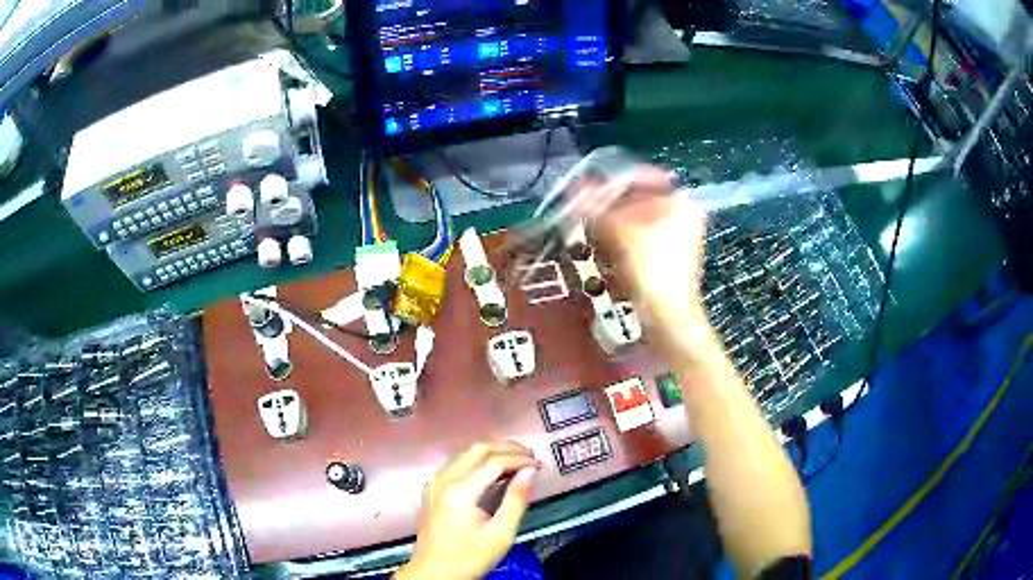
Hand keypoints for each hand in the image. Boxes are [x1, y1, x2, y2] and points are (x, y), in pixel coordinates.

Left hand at [397, 442, 540, 579]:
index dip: (519, 459)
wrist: (433, 573)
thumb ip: (516, 501)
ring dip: (491, 453)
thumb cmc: (469, 558)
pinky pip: (456, 464)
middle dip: (506, 448)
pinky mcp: (431, 490)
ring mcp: (434, 483)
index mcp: (459, 491)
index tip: (539, 464)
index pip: (493, 461)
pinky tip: (492, 472)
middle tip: (530, 456)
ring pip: (464, 454)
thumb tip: (529, 472)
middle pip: (476, 450)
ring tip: (516, 461)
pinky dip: (477, 461)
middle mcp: (443, 480)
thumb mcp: (500, 535)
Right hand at [575, 165, 709, 352]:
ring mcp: (678, 238)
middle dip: (610, 205)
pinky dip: (622, 240)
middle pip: (639, 199)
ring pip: (638, 220)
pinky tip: (605, 249)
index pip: (642, 177)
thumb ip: (596, 206)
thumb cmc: (650, 267)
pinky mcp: (669, 258)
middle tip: (585, 211)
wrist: (668, 316)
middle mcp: (684, 214)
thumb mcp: (619, 231)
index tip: (586, 189)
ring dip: (613, 224)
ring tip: (591, 230)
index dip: (611, 182)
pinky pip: (641, 239)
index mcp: (681, 200)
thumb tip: (575, 189)